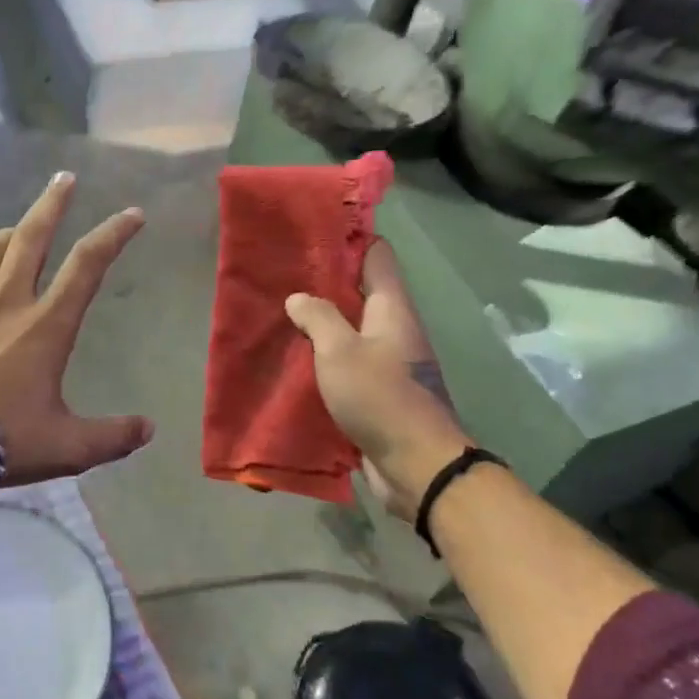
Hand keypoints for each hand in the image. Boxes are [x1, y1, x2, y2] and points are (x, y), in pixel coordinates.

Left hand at [0, 171, 154, 490]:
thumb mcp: (66, 447)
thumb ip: (111, 436)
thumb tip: (149, 428)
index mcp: (45, 324)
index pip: (88, 264)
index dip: (114, 233)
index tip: (132, 213)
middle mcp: (5, 300)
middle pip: (32, 235)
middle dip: (52, 202)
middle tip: (64, 178)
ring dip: (7, 234)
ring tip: (15, 230)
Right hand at [286, 240, 470, 521]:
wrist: (417, 465)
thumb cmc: (381, 398)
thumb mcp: (340, 351)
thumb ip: (318, 318)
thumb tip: (299, 298)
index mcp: (392, 308)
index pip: (376, 255)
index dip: (348, 239)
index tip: (311, 233)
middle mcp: (393, 328)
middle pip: (360, 291)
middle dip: (324, 282)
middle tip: (282, 274)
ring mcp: (387, 360)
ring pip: (350, 328)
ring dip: (321, 321)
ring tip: (281, 312)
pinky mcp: (376, 390)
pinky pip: (346, 361)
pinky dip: (323, 355)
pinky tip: (293, 357)